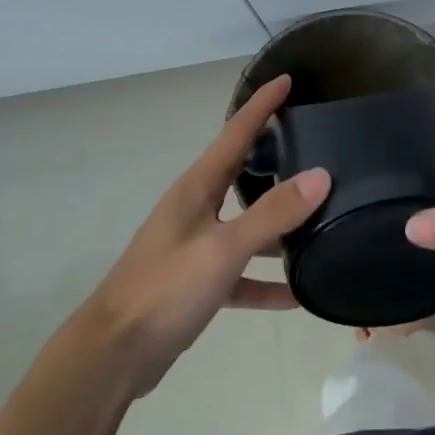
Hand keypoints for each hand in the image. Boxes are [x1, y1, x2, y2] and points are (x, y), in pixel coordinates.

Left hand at [82, 75, 330, 395]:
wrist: (113, 356)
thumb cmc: (165, 289)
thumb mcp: (223, 248)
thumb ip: (272, 213)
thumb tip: (321, 175)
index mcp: (198, 187)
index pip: (236, 132)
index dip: (261, 105)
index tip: (287, 78)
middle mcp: (197, 208)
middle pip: (241, 171)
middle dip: (273, 153)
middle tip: (313, 141)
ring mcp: (196, 246)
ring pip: (246, 223)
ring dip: (278, 222)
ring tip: (321, 216)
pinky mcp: (198, 283)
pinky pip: (242, 272)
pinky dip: (267, 280)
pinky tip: (298, 293)